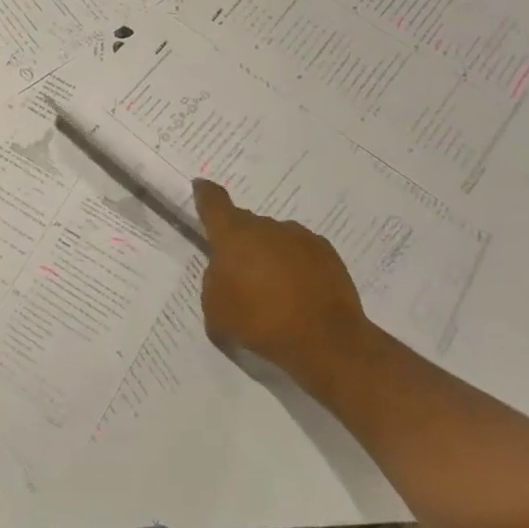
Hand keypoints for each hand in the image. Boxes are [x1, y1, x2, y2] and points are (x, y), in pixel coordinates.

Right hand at [192, 179, 379, 398]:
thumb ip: (213, 283)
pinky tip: (299, 294)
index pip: (213, 203)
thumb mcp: (216, 310)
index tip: (201, 186)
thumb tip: (226, 273)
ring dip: (269, 255)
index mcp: (233, 235)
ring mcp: (300, 237)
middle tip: (241, 274)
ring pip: (275, 239)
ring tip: (274, 290)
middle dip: (241, 244)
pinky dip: (296, 267)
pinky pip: (301, 253)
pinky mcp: (327, 253)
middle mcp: (266, 227)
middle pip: (246, 225)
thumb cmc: (260, 322)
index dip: (205, 194)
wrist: (326, 340)